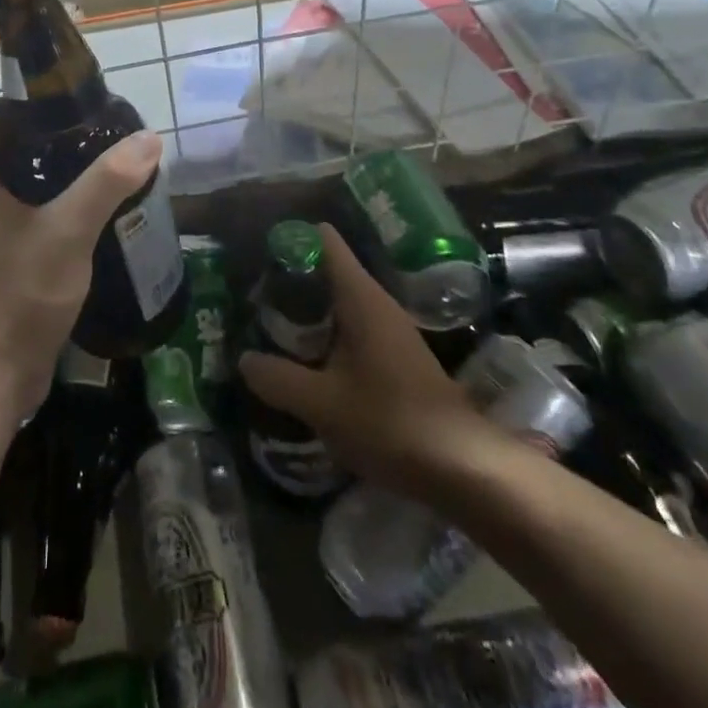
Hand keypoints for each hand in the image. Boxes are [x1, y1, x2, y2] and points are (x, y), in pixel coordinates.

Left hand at [0, 102, 162, 426]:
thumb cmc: (21, 293)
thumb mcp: (68, 230)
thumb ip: (107, 182)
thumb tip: (149, 138)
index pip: (0, 116)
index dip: (35, 101)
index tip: (80, 99)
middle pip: (18, 146)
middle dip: (59, 136)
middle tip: (107, 131)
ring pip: (29, 181)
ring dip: (65, 171)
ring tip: (111, 163)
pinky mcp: (7, 253)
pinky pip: (35, 212)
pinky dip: (63, 202)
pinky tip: (101, 207)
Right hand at [239, 224, 507, 498]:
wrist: (463, 467)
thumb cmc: (391, 422)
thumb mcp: (322, 404)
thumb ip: (278, 378)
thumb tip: (244, 359)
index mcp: (361, 297)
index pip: (324, 241)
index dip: (290, 239)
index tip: (257, 256)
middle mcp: (376, 303)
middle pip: (326, 270)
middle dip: (289, 281)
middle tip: (251, 298)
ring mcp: (388, 329)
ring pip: (337, 302)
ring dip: (305, 311)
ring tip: (266, 326)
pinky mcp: (394, 356)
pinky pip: (349, 328)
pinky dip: (323, 334)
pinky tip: (302, 359)